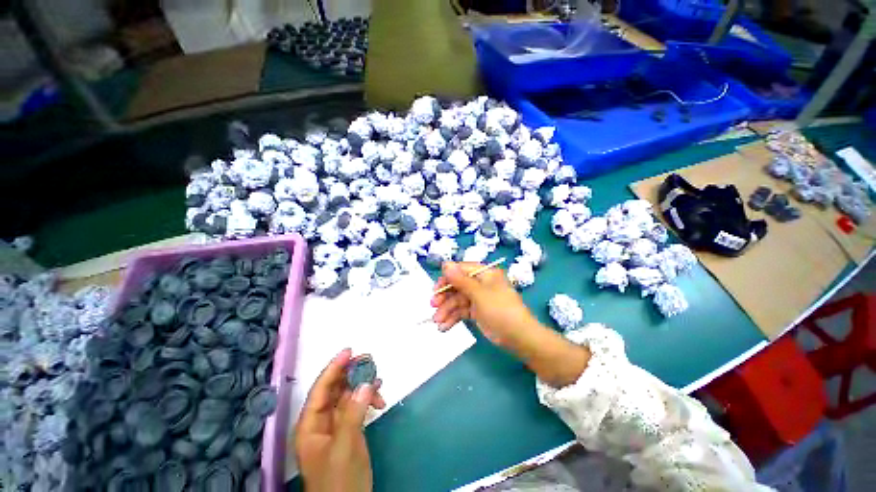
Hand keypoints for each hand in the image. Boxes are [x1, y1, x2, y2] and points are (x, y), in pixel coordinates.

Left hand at [295, 349, 385, 491]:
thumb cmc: (338, 480)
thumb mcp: (344, 447)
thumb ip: (353, 414)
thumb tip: (366, 383)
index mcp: (310, 425)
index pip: (321, 389)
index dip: (333, 368)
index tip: (349, 351)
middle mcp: (321, 421)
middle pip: (334, 388)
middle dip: (350, 373)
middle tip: (369, 360)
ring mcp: (336, 425)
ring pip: (348, 395)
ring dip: (362, 385)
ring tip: (378, 378)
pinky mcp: (349, 430)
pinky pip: (357, 406)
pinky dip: (368, 398)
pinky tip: (379, 396)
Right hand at [431, 262, 538, 348]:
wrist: (519, 337)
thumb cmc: (500, 310)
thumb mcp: (479, 294)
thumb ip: (461, 280)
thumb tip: (445, 264)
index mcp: (485, 274)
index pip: (461, 270)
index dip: (447, 278)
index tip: (435, 288)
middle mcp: (481, 284)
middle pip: (457, 286)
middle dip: (445, 297)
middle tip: (433, 306)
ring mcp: (479, 298)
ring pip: (458, 301)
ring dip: (446, 311)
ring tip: (437, 322)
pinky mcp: (477, 312)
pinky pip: (462, 312)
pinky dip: (453, 318)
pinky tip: (444, 327)